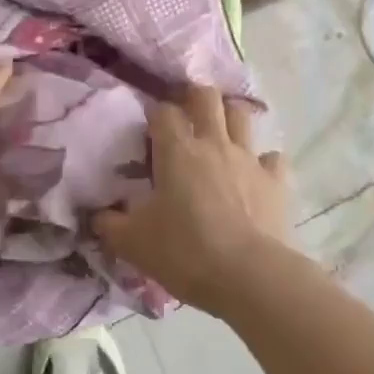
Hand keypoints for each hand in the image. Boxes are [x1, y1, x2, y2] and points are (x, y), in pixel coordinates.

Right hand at [94, 84, 292, 315]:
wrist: (249, 277)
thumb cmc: (185, 252)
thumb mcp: (133, 243)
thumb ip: (110, 224)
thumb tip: (96, 215)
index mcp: (177, 150)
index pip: (163, 111)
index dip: (155, 115)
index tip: (149, 132)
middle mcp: (214, 143)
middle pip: (207, 96)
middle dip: (195, 98)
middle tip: (187, 118)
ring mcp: (249, 159)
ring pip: (242, 115)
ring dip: (230, 119)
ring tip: (221, 136)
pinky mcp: (277, 182)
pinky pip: (273, 158)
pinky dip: (264, 162)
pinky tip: (256, 176)